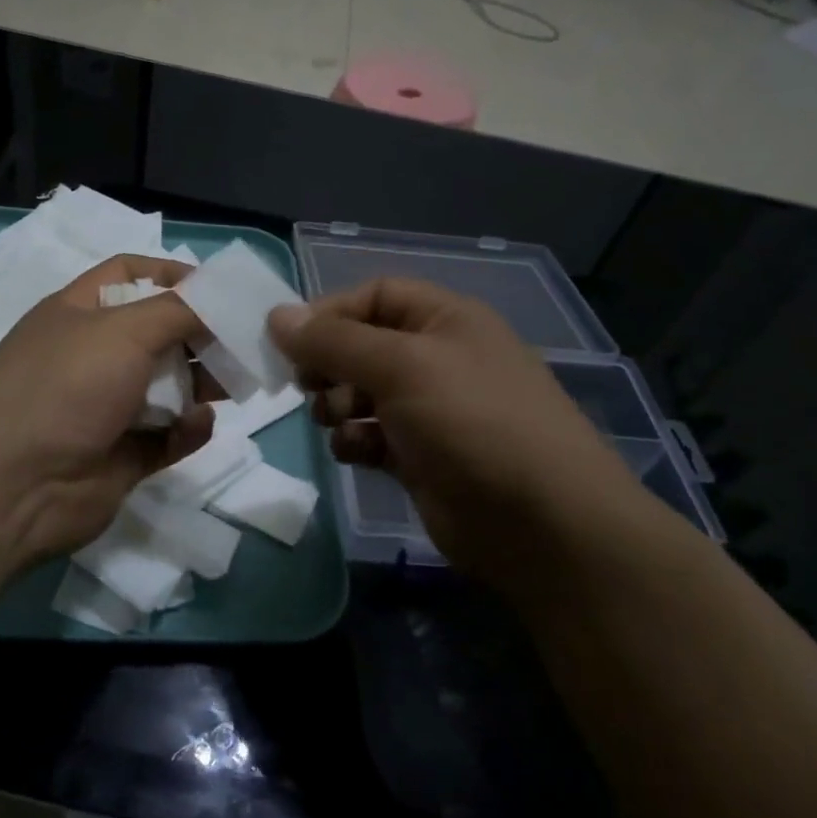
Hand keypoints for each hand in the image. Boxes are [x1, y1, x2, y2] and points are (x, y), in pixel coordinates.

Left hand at [0, 255, 213, 570]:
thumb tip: (219, 298)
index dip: (175, 275)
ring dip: (204, 382)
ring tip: (236, 383)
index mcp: (82, 313)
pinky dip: (189, 428)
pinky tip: (198, 424)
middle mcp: (95, 355)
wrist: (11, 487)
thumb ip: (179, 309)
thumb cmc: (65, 387)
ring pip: (170, 386)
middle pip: (161, 332)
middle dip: (203, 334)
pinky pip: (169, 435)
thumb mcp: (123, 330)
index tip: (221, 290)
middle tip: (246, 342)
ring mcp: (108, 408)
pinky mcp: (124, 455)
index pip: (132, 276)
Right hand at [268, 278, 651, 584]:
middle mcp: (439, 359)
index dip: (330, 313)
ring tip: (333, 421)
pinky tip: (353, 453)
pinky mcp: (422, 457)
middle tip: (307, 387)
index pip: (375, 295)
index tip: (291, 342)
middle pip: (364, 346)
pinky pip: (373, 436)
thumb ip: (333, 341)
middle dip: (330, 364)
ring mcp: (432, 411)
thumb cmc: (471, 421)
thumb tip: (276, 316)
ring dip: (338, 404)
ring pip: (363, 394)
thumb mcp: (400, 366)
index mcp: (446, 320)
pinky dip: (355, 441)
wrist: (540, 522)